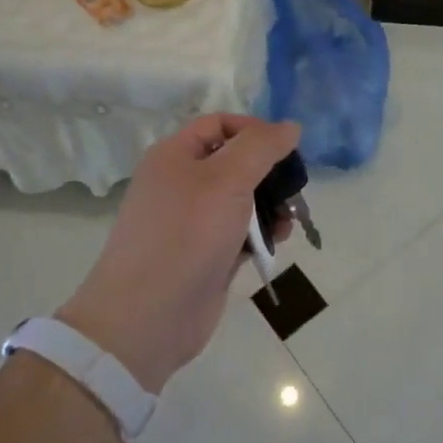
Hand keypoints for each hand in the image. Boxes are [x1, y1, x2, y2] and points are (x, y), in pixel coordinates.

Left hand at [58, 114, 298, 393]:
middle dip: (269, 173)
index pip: (220, 124)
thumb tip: (290, 126)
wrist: (148, 317)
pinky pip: (240, 232)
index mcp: (174, 155)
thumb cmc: (187, 235)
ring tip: (287, 222)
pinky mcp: (205, 254)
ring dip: (271, 206)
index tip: (286, 150)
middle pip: (235, 162)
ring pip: (242, 199)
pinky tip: (277, 242)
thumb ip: (262, 147)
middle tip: (294, 189)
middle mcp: (181, 183)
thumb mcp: (228, 179)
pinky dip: (261, 233)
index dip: (255, 130)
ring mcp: (192, 221)